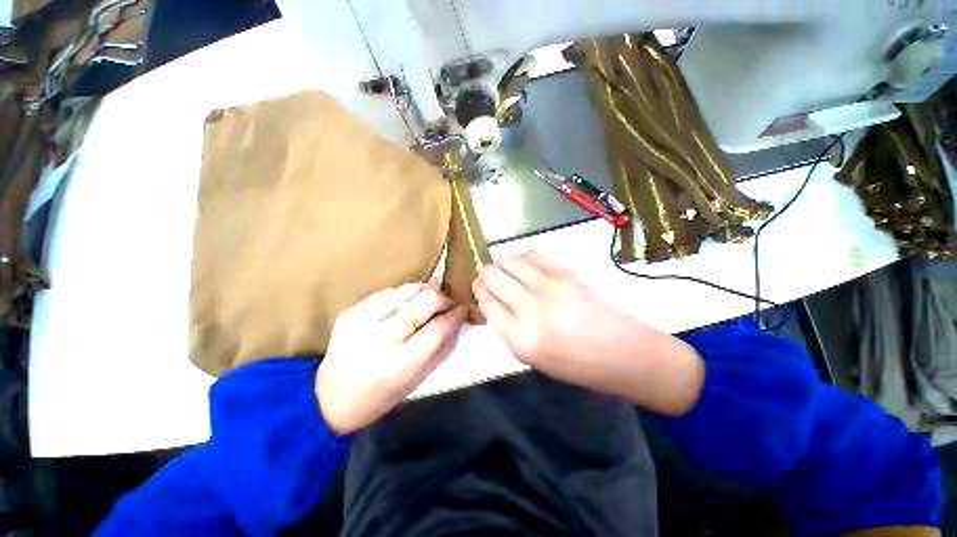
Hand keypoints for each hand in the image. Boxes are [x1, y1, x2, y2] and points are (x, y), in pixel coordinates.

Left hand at [315, 282, 465, 433]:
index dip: (455, 315)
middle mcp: (381, 339)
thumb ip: (441, 349)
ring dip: (424, 291)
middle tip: (448, 302)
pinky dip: (402, 295)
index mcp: (400, 364)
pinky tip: (405, 304)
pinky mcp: (349, 313)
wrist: (327, 399)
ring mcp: (362, 322)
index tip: (462, 309)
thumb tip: (456, 321)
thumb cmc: (379, 398)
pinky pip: (385, 293)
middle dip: (443, 298)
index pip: (438, 328)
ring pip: (406, 290)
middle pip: (425, 301)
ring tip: (429, 298)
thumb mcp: (417, 382)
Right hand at [472, 252, 703, 414]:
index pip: (486, 303)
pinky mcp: (566, 273)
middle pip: (493, 276)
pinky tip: (525, 266)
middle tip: (489, 278)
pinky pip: (532, 254)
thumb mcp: (531, 358)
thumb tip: (492, 297)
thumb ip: (507, 327)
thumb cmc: (574, 364)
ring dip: (501, 263)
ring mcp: (550, 287)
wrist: (622, 353)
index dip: (479, 292)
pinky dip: (522, 257)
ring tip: (506, 270)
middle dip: (485, 274)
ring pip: (509, 260)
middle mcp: (530, 310)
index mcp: (520, 339)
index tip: (480, 289)